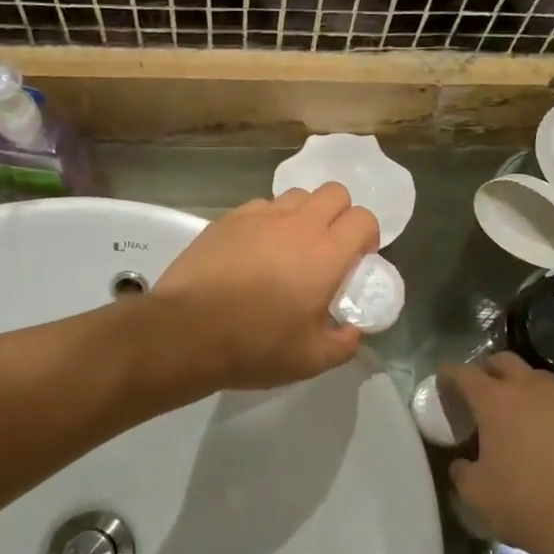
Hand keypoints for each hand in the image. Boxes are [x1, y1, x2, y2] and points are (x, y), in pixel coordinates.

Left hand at [153, 184, 379, 391]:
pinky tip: (254, 251)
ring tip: (290, 247)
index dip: (366, 237)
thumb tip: (352, 331)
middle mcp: (297, 224)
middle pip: (334, 192)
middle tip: (328, 249)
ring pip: (296, 196)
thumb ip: (343, 343)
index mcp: (326, 253)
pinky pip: (260, 207)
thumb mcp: (311, 360)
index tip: (356, 262)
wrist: (186, 332)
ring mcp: (259, 216)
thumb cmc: (255, 346)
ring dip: (303, 215)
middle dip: (340, 215)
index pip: (363, 219)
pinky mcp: (227, 219)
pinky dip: (267, 222)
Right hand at [440, 353, 553, 553]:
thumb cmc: (526, 505)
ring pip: (541, 380)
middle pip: (505, 361)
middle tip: (481, 391)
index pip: (464, 373)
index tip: (443, 381)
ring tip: (521, 415)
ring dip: (525, 390)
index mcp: (496, 401)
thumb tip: (462, 463)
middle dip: (488, 370)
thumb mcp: (477, 494)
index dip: (450, 375)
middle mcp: (533, 390)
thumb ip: (462, 471)